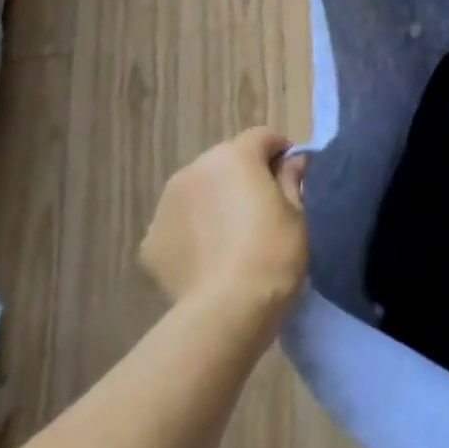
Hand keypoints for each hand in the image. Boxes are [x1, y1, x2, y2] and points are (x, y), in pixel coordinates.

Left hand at [140, 128, 307, 341]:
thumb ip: (292, 178)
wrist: (228, 310)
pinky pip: (178, 225)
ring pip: (198, 192)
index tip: (292, 176)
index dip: (281, 152)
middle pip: (225, 162)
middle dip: (243, 176)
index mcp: (234, 156)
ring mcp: (165, 206)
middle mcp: (194, 170)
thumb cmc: (274, 251)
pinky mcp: (149, 243)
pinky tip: (209, 259)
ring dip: (214, 202)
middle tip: (263, 208)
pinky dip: (192, 233)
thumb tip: (294, 161)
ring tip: (232, 236)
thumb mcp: (299, 211)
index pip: (262, 137)